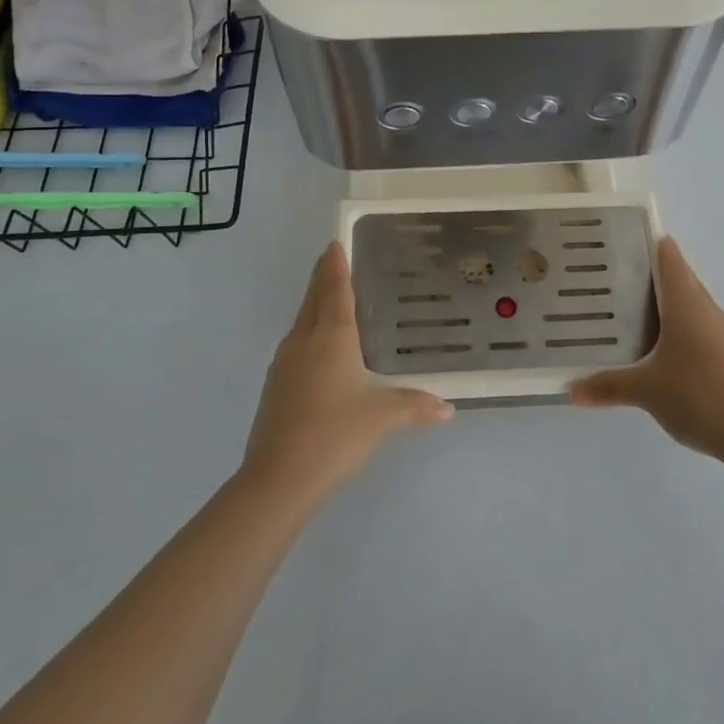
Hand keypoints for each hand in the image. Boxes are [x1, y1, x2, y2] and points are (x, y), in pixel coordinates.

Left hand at [244, 242, 453, 497]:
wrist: (278, 479)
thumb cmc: (335, 434)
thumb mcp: (382, 418)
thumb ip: (416, 406)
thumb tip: (448, 408)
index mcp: (330, 337)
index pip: (334, 290)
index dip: (335, 265)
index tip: (335, 243)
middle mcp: (303, 341)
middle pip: (312, 300)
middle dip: (322, 277)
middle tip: (333, 259)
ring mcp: (284, 364)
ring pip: (301, 322)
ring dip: (314, 305)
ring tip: (332, 300)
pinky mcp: (275, 387)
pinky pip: (296, 345)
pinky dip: (309, 333)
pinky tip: (321, 350)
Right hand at [571, 236, 723, 458]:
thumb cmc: (698, 396)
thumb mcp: (645, 391)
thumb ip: (608, 386)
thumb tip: (572, 391)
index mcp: (686, 303)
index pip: (669, 257)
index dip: (649, 243)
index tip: (622, 241)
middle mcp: (707, 308)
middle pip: (679, 278)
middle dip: (649, 275)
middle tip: (613, 278)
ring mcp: (722, 332)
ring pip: (690, 305)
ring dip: (664, 304)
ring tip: (628, 312)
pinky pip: (699, 327)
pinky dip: (678, 328)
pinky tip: (658, 350)